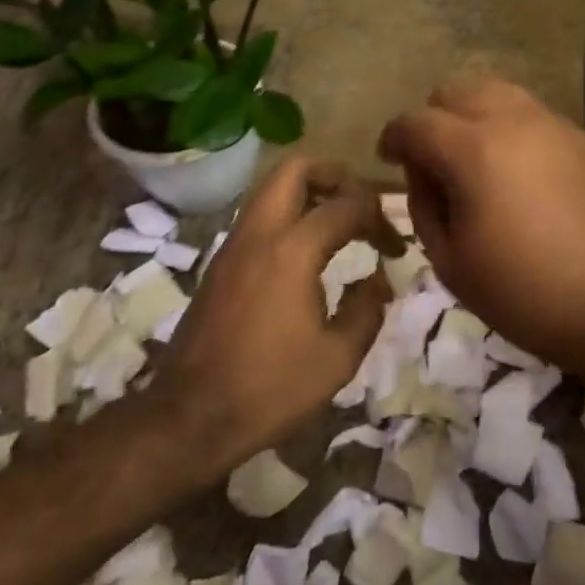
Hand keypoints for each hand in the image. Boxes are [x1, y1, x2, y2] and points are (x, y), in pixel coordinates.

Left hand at [152, 158, 401, 463]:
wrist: (189, 416)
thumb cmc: (269, 388)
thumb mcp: (337, 358)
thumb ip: (367, 309)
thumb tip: (378, 279)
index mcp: (292, 250)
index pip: (346, 205)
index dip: (379, 218)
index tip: (395, 249)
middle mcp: (259, 233)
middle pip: (297, 168)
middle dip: (336, 175)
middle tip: (361, 205)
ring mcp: (234, 244)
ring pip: (272, 187)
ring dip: (309, 192)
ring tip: (338, 224)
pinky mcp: (220, 262)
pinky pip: (258, 214)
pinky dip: (288, 214)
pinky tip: (306, 252)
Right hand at [378, 76, 584, 376]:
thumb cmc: (525, 293)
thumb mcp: (451, 262)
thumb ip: (423, 205)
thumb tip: (423, 174)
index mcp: (473, 150)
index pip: (415, 123)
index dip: (393, 137)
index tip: (387, 157)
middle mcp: (512, 121)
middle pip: (456, 91)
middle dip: (433, 120)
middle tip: (433, 161)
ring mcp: (553, 124)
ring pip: (497, 92)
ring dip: (473, 116)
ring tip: (475, 157)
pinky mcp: (582, 138)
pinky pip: (532, 114)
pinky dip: (510, 128)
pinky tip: (519, 170)